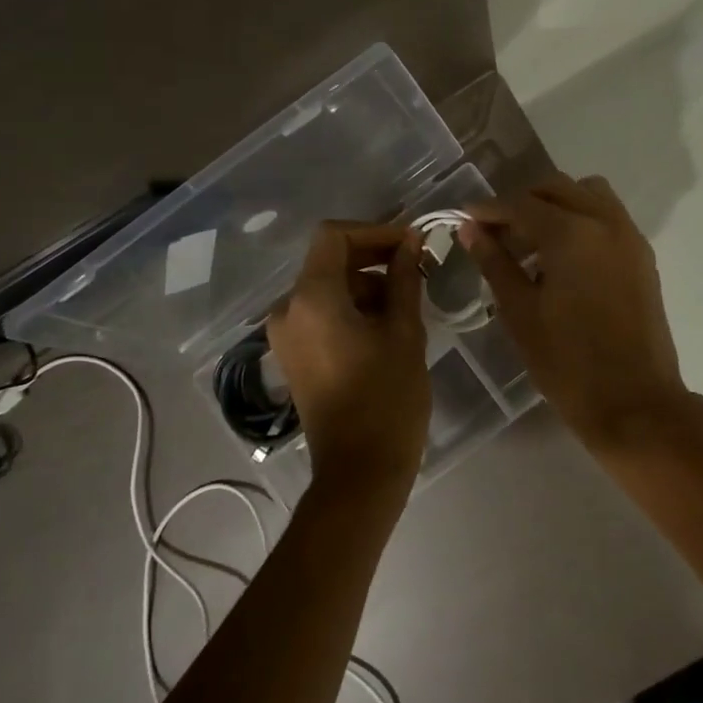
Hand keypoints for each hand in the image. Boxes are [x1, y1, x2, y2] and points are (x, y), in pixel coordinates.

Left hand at [268, 221, 430, 498]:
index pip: (334, 236)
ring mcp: (286, 334)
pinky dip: (350, 307)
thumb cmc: (388, 398)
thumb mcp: (405, 332)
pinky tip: (385, 324)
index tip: (411, 244)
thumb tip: (411, 241)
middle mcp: (288, 309)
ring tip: (407, 301)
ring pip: (326, 287)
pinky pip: (320, 313)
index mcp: (311, 298)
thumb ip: (405, 278)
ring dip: (365, 284)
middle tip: (416, 266)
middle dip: (373, 257)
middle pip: (328, 260)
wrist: (359, 471)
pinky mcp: (293, 354)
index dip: (374, 231)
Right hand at [461, 175, 695, 453]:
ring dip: (556, 206)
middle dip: (523, 202)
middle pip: (557, 188)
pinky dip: (582, 221)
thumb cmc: (567, 362)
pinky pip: (608, 218)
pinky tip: (561, 259)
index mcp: (572, 233)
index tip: (465, 220)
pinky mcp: (642, 257)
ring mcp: (630, 238)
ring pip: (588, 195)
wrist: (634, 403)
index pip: (521, 204)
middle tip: (496, 232)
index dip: (489, 210)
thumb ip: (495, 262)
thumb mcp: (520, 312)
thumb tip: (471, 229)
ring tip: (531, 243)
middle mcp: (606, 222)